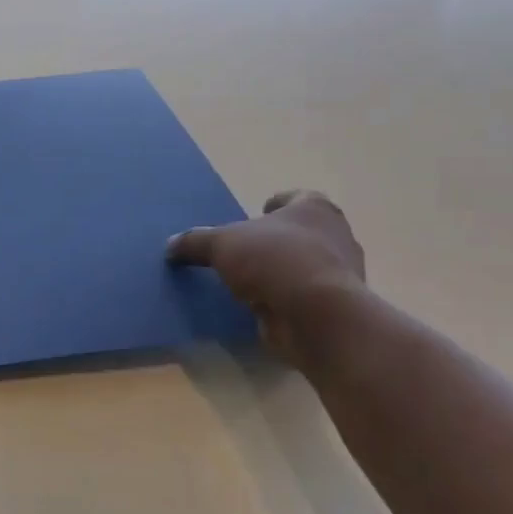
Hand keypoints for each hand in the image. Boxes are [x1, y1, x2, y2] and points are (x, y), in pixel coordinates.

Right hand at [167, 190, 366, 360]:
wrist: (317, 315)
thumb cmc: (274, 261)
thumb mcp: (221, 244)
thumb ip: (195, 241)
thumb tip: (171, 246)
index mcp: (315, 209)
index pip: (296, 198)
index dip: (275, 205)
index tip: (256, 215)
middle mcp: (336, 236)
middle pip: (302, 232)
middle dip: (276, 240)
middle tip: (245, 250)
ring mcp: (340, 274)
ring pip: (305, 265)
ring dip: (281, 272)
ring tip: (247, 281)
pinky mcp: (334, 307)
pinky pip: (303, 296)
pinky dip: (285, 299)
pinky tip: (259, 306)